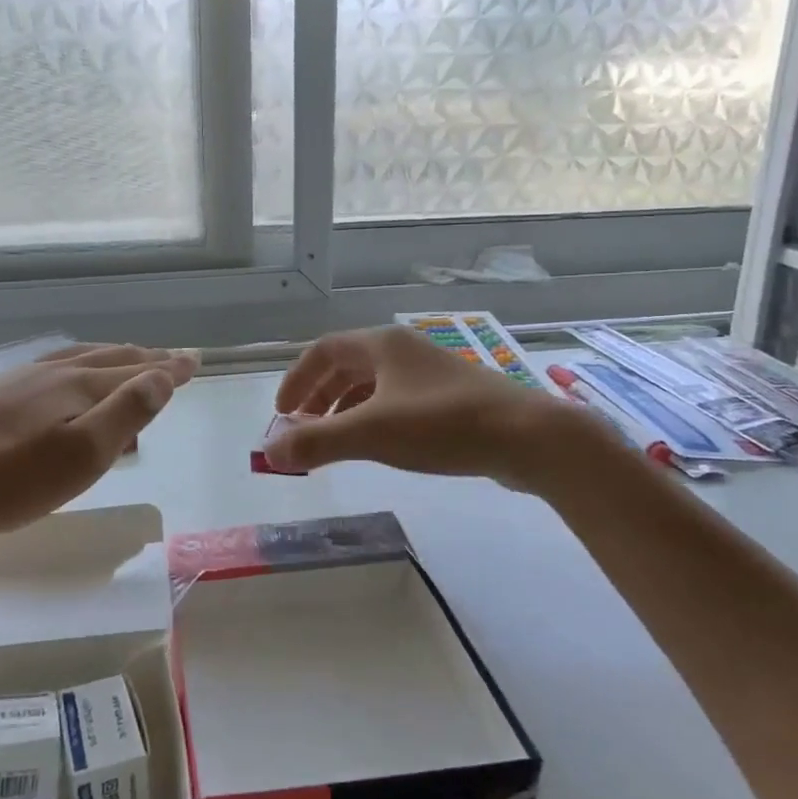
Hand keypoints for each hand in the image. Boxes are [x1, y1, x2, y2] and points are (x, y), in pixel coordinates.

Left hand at [0, 344, 196, 537]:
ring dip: (111, 358)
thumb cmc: (5, 477)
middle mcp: (52, 374)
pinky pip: (51, 366)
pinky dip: (76, 364)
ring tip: (126, 358)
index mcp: (78, 388)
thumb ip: (124, 414)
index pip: (136, 372)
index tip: (195, 360)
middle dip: (144, 358)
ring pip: (78, 358)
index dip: (168, 368)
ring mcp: (18, 379)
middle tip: (170, 358)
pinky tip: (62, 375)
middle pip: (109, 359)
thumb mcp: (79, 455)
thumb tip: (162, 378)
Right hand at [265, 326, 622, 490]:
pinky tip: (380, 444)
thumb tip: (269, 453)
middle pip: (347, 365)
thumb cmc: (443, 426)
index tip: (282, 414)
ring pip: (374, 383)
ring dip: (345, 408)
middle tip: (303, 429)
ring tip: (334, 440)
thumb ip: (317, 441)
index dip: (297, 380)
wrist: (528, 437)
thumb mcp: (372, 433)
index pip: (323, 350)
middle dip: (319, 396)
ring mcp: (431, 372)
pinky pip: (398, 400)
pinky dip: (375, 417)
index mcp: (382, 345)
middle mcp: (404, 350)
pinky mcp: (451, 397)